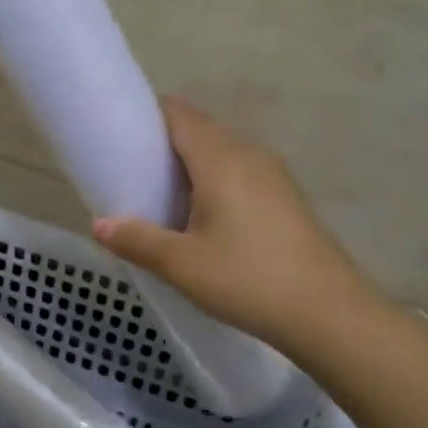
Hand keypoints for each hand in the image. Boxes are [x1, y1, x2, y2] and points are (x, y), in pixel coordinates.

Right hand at [91, 97, 381, 354]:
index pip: (180, 114)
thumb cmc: (248, 280)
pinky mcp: (285, 198)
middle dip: (164, 142)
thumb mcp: (182, 265)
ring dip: (190, 164)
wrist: (328, 314)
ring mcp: (273, 176)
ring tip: (161, 196)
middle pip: (201, 130)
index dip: (148, 115)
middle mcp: (250, 155)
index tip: (121, 134)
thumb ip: (137, 240)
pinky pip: (240, 172)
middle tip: (132, 172)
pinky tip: (201, 217)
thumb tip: (99, 225)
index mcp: (222, 160)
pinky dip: (213, 180)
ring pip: (222, 152)